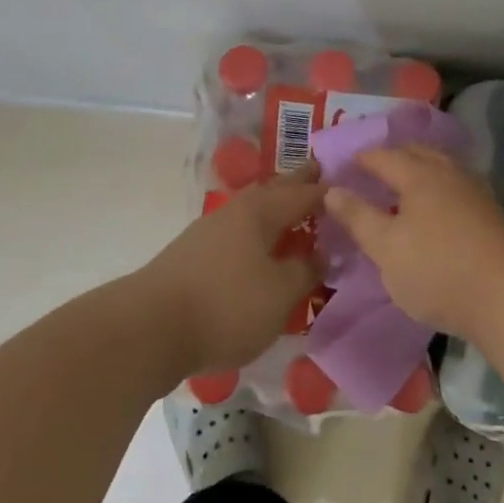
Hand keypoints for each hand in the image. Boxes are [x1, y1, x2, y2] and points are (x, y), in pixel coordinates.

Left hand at [138, 169, 323, 374]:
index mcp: (261, 211)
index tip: (354, 184)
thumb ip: (306, 270)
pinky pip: (240, 231)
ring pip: (255, 210)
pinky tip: (262, 247)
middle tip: (322, 174)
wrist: (149, 329)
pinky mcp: (195, 254)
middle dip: (299, 183)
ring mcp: (212, 230)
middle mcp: (237, 210)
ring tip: (297, 211)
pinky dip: (259, 231)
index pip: (305, 193)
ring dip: (277, 207)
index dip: (330, 191)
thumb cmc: (226, 306)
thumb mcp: (280, 294)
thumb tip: (322, 253)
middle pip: (276, 190)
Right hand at [322, 145, 503, 344]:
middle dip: (393, 158)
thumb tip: (331, 189)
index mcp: (419, 175)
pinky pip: (455, 187)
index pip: (384, 156)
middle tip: (371, 172)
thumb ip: (357, 217)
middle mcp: (449, 173)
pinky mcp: (491, 214)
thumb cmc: (438, 271)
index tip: (344, 166)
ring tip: (401, 190)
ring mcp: (475, 191)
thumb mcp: (386, 249)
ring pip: (440, 169)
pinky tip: (434, 211)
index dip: (362, 159)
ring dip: (418, 172)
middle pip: (417, 154)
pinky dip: (437, 189)